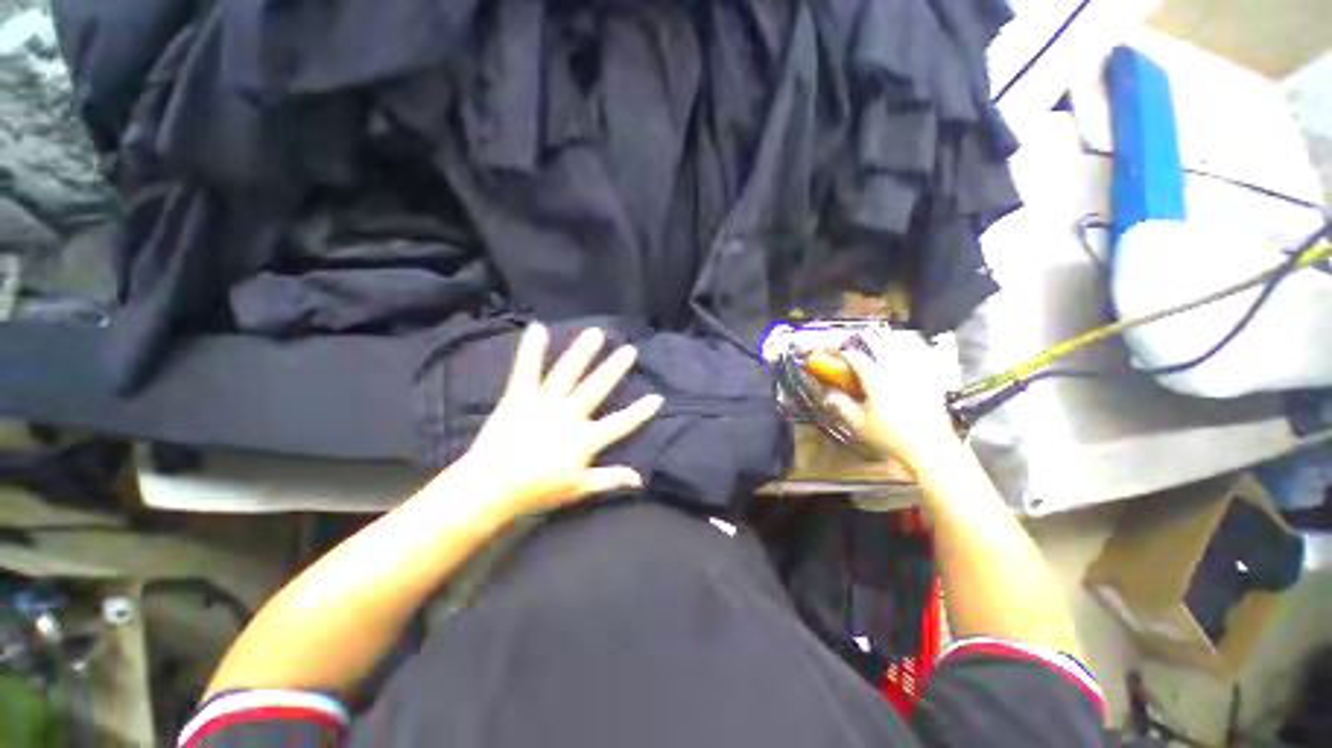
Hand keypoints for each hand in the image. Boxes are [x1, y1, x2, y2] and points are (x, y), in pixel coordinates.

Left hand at [453, 324, 662, 515]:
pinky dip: (532, 349)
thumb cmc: (537, 490)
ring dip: (583, 351)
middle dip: (615, 368)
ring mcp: (545, 402)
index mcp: (585, 439)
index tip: (657, 397)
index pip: (620, 423)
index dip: (640, 412)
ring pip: (568, 372)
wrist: (491, 486)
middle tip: (630, 349)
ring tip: (596, 333)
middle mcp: (569, 415)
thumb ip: (610, 479)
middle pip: (597, 388)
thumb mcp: (579, 489)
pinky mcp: (520, 396)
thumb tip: (640, 479)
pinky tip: (538, 328)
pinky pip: (527, 370)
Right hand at [822, 331, 960, 474]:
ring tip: (885, 337)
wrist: (929, 448)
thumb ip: (842, 406)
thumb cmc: (891, 437)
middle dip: (869, 338)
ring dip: (891, 340)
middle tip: (862, 336)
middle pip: (881, 346)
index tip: (840, 354)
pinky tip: (912, 350)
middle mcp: (896, 371)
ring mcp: (916, 374)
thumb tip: (829, 395)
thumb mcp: (858, 424)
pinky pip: (922, 358)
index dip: (846, 354)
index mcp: (876, 379)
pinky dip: (914, 349)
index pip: (857, 359)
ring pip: (904, 347)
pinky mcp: (931, 381)